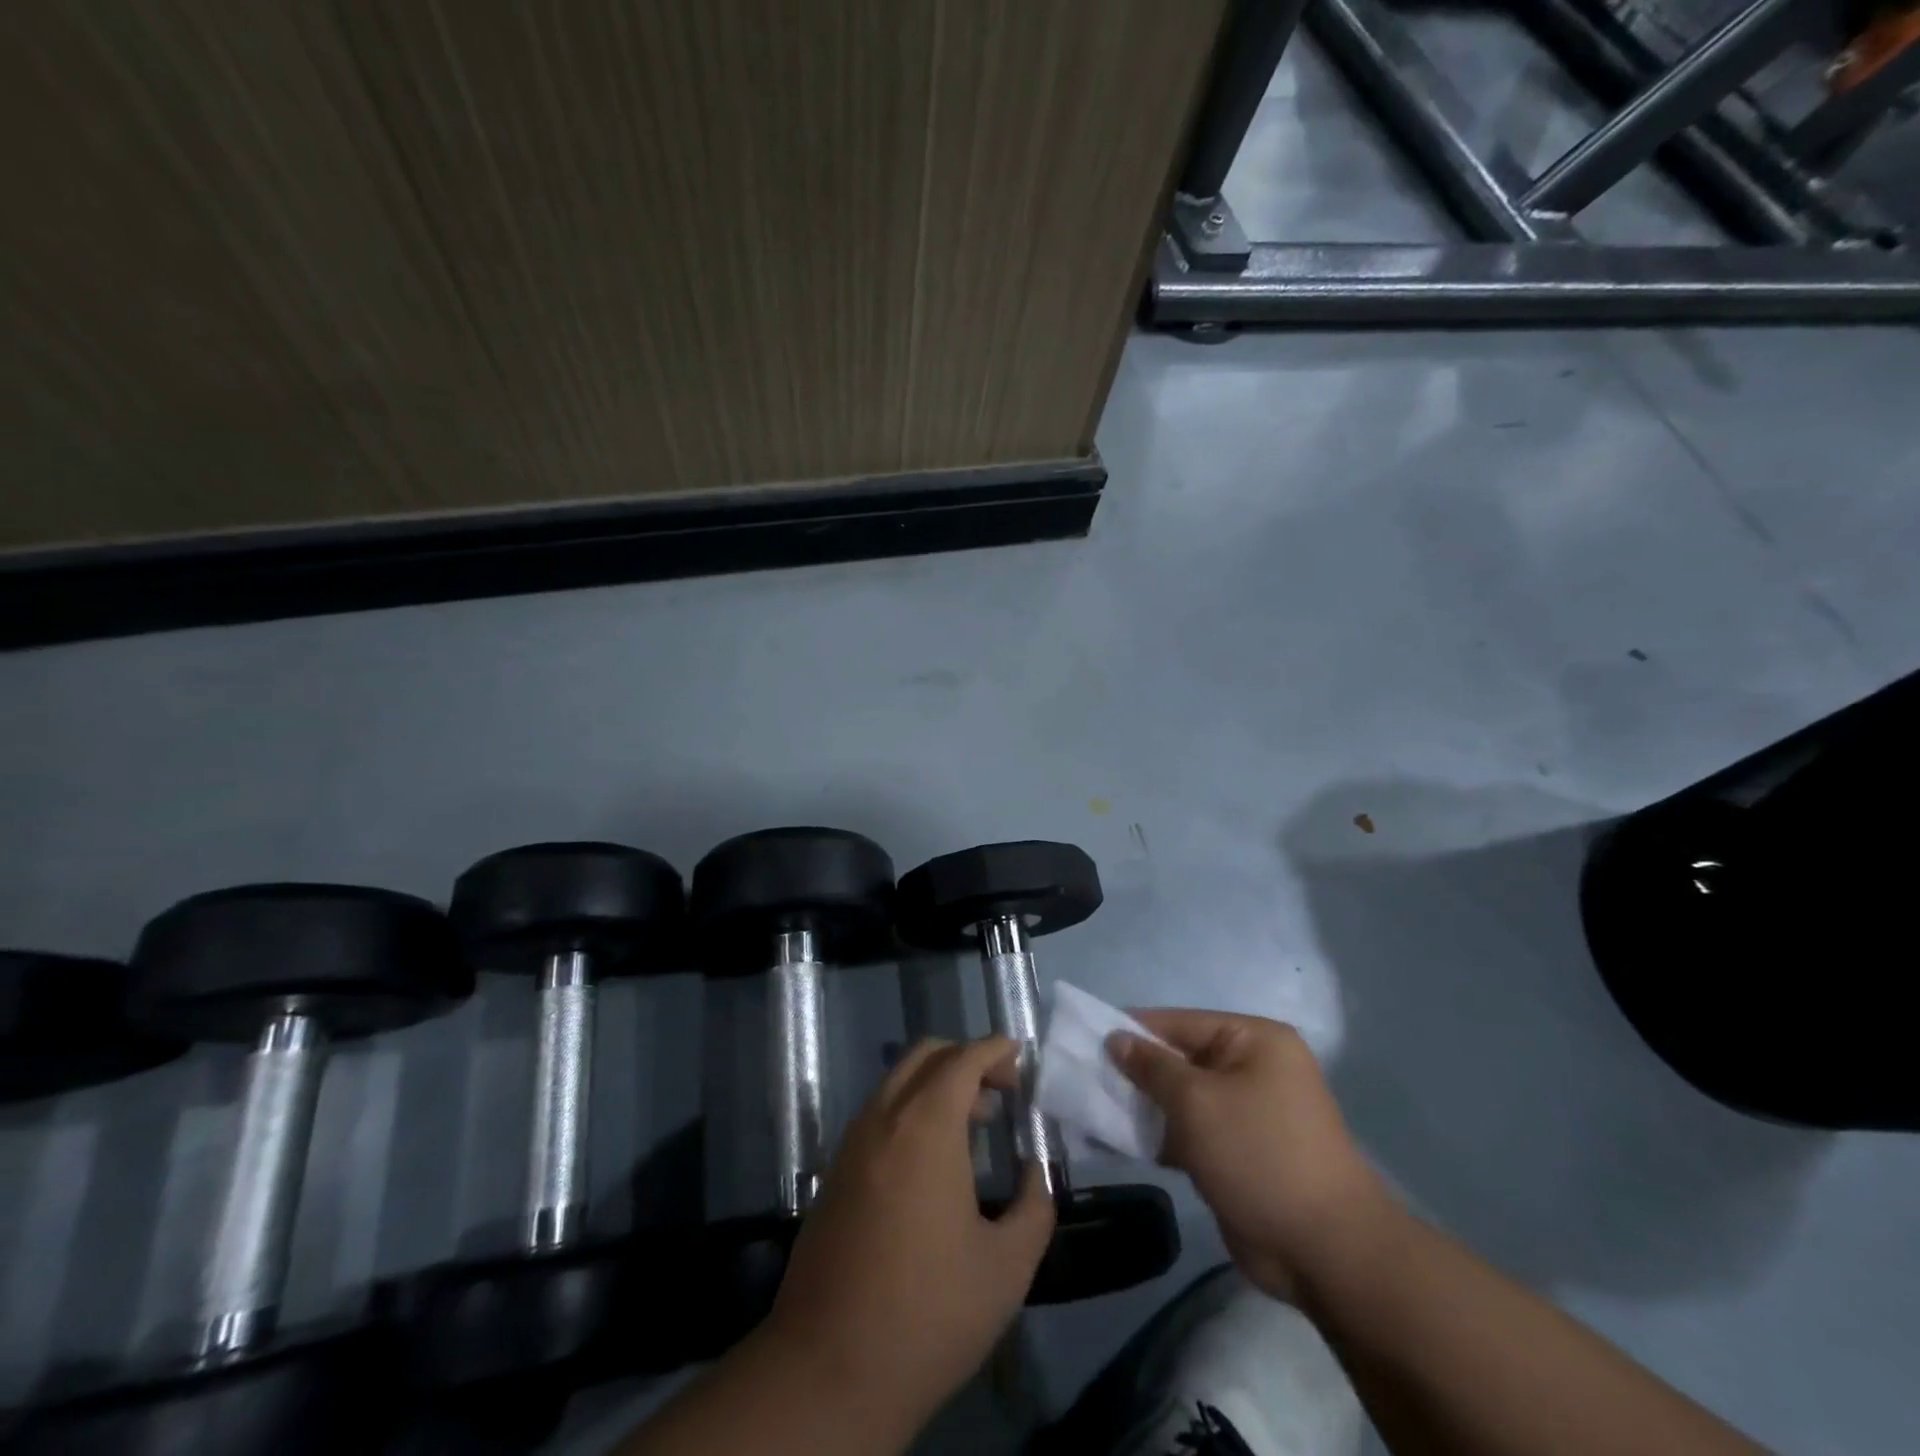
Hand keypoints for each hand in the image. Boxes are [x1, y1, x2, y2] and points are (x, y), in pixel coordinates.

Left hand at [760, 1036, 1056, 1436]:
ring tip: (975, 1124)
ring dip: (937, 1084)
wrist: (827, 1370)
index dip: (994, 1050)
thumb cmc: (927, 1313)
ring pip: (898, 1081)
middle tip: (1001, 1091)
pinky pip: (879, 1113)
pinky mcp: (835, 1171)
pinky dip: (911, 1108)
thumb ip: (1034, 1207)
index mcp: (925, 1126)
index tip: (1020, 1057)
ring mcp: (852, 1143)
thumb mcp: (1006, 1268)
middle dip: (966, 1059)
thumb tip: (1036, 1173)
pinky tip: (934, 1158)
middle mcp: (883, 1118)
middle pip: (925, 1056)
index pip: (962, 1059)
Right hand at [1109, 1009, 1396, 1301]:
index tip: (1086, 1042)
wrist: (1325, 1251)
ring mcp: (1248, 1111)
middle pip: (1179, 1059)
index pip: (1178, 1022)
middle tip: (1087, 1081)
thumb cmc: (1258, 1155)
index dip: (1132, 1031)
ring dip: (1145, 1107)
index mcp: (1253, 1040)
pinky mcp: (1240, 1150)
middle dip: (1136, 1073)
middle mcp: (1252, 1067)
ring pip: (1182, 1098)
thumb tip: (1115, 1038)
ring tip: (1096, 1111)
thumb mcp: (1196, 1102)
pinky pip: (1192, 1130)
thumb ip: (1151, 1067)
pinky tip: (1124, 1141)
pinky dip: (1162, 1135)